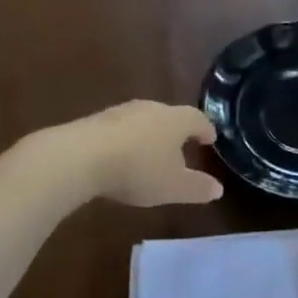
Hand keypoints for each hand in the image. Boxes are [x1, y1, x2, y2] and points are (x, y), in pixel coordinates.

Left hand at [47, 100, 223, 206]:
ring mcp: (121, 112)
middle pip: (170, 115)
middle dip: (177, 130)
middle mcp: (151, 108)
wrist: (79, 157)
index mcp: (175, 120)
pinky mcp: (96, 121)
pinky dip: (127, 140)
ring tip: (151, 153)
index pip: (197, 119)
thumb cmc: (138, 169)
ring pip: (143, 120)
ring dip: (150, 135)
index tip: (210, 139)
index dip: (205, 129)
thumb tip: (218, 189)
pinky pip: (120, 129)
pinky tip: (122, 157)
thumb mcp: (173, 187)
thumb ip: (197, 188)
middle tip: (182, 146)